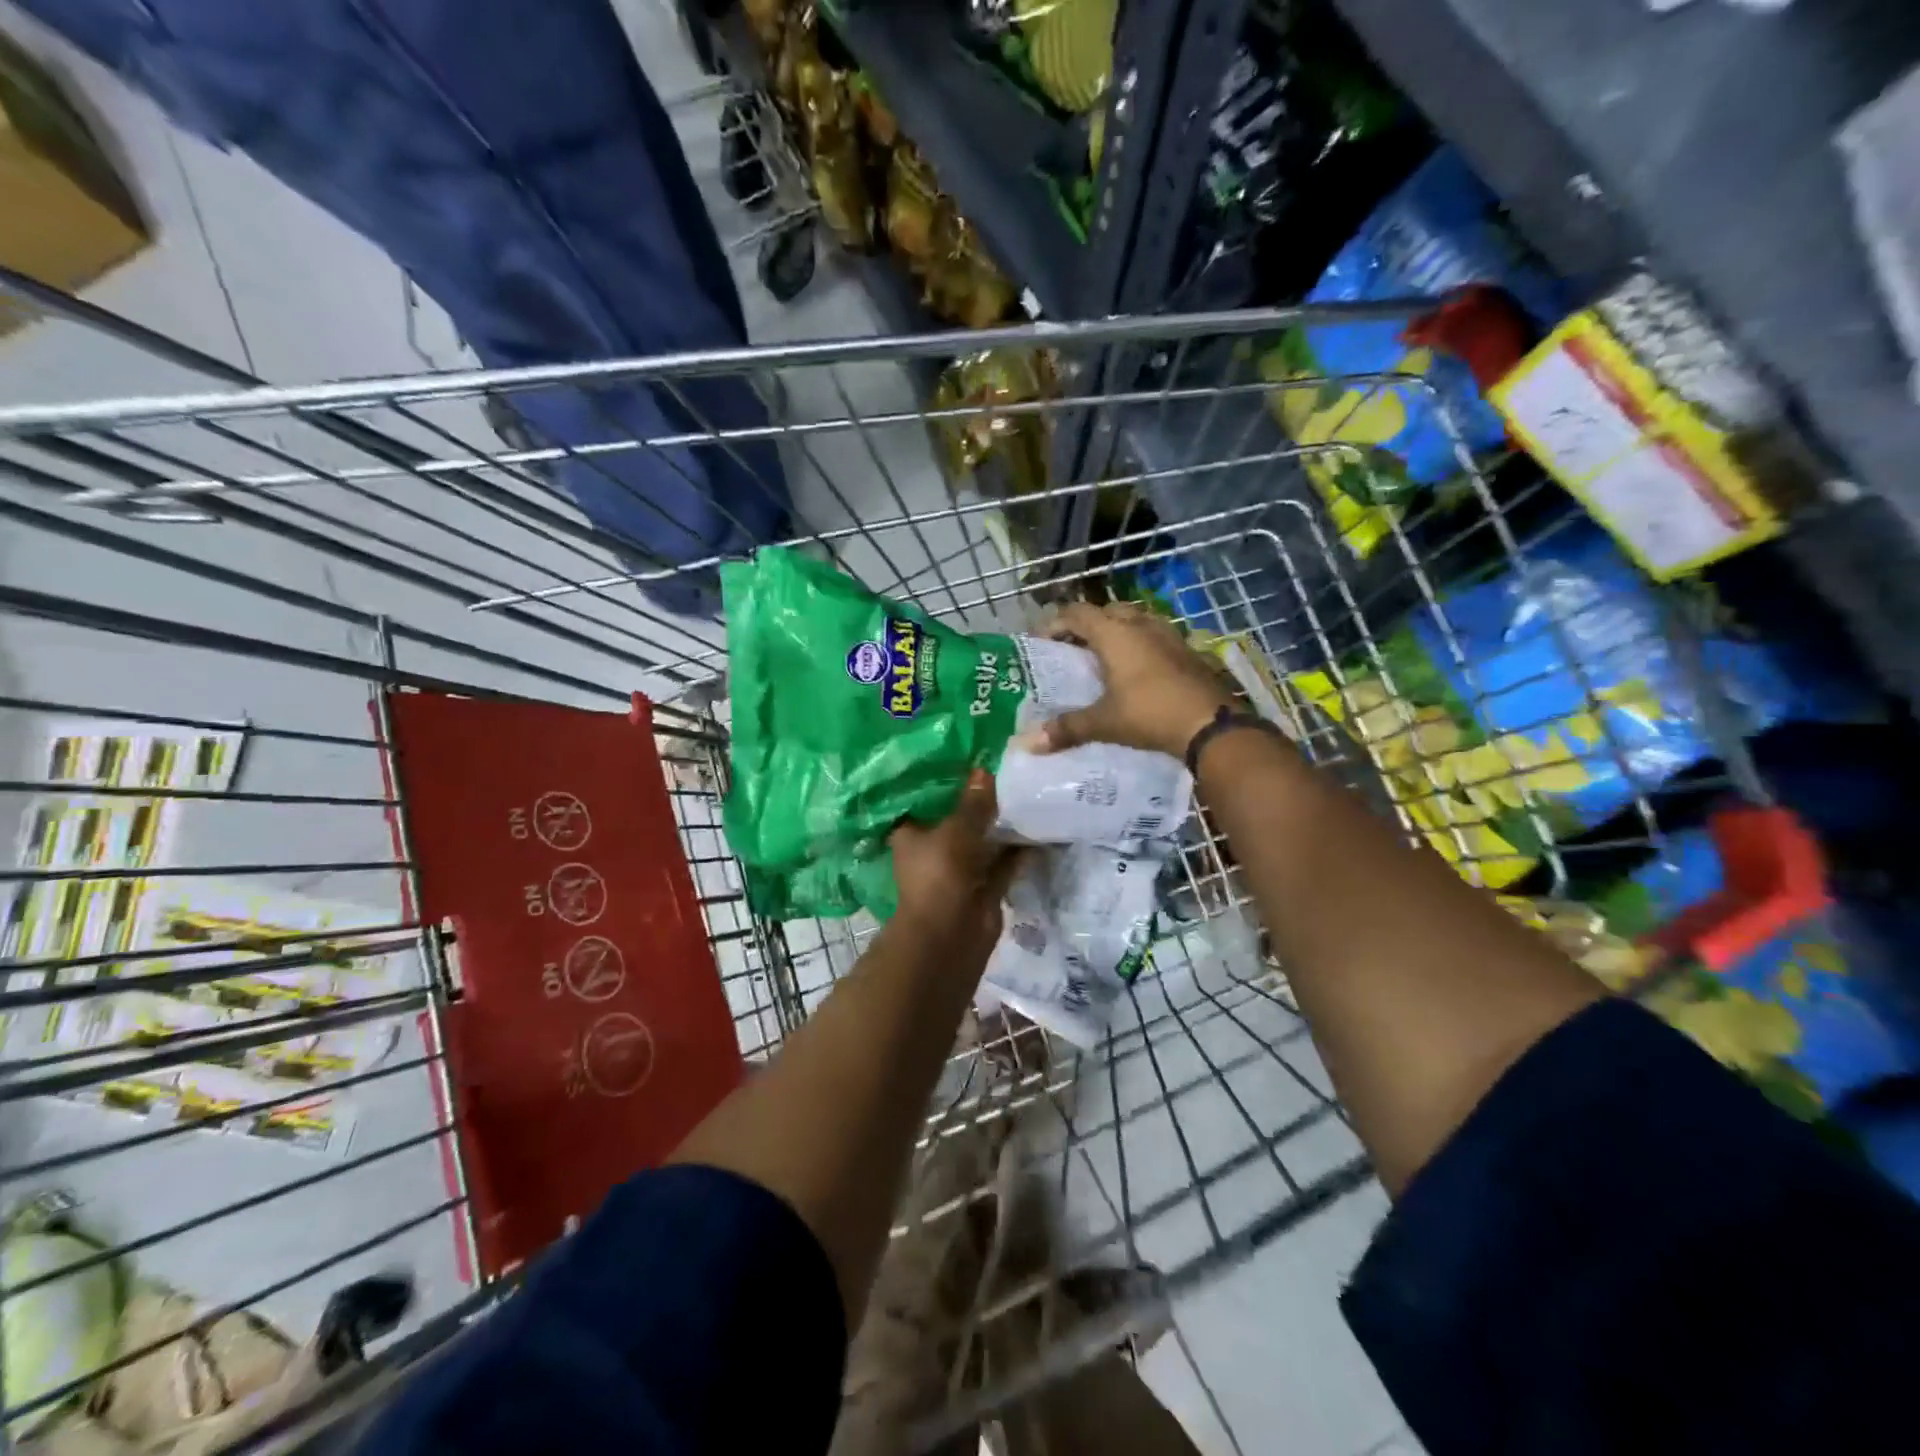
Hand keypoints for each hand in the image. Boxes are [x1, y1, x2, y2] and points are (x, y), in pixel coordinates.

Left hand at [888, 770, 1021, 968]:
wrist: (951, 936)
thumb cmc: (940, 874)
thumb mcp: (956, 829)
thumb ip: (973, 802)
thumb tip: (984, 769)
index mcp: (911, 833)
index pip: (923, 800)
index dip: (941, 781)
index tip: (963, 757)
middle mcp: (932, 849)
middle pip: (956, 818)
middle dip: (977, 800)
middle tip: (1002, 768)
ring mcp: (959, 870)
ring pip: (981, 841)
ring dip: (1000, 824)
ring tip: (1025, 791)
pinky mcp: (983, 887)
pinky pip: (1002, 862)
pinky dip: (1017, 849)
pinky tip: (1038, 824)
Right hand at [1027, 602, 1233, 758]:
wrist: (1211, 724)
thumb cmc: (1150, 714)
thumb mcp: (1104, 722)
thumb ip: (1066, 729)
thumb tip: (1027, 744)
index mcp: (1115, 634)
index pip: (1077, 614)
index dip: (1055, 623)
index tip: (1040, 641)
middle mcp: (1140, 625)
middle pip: (1107, 611)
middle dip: (1087, 625)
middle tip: (1072, 649)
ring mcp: (1168, 635)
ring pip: (1135, 620)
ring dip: (1116, 632)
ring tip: (1103, 657)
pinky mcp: (1186, 651)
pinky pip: (1154, 636)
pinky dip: (1139, 645)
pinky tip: (1136, 671)